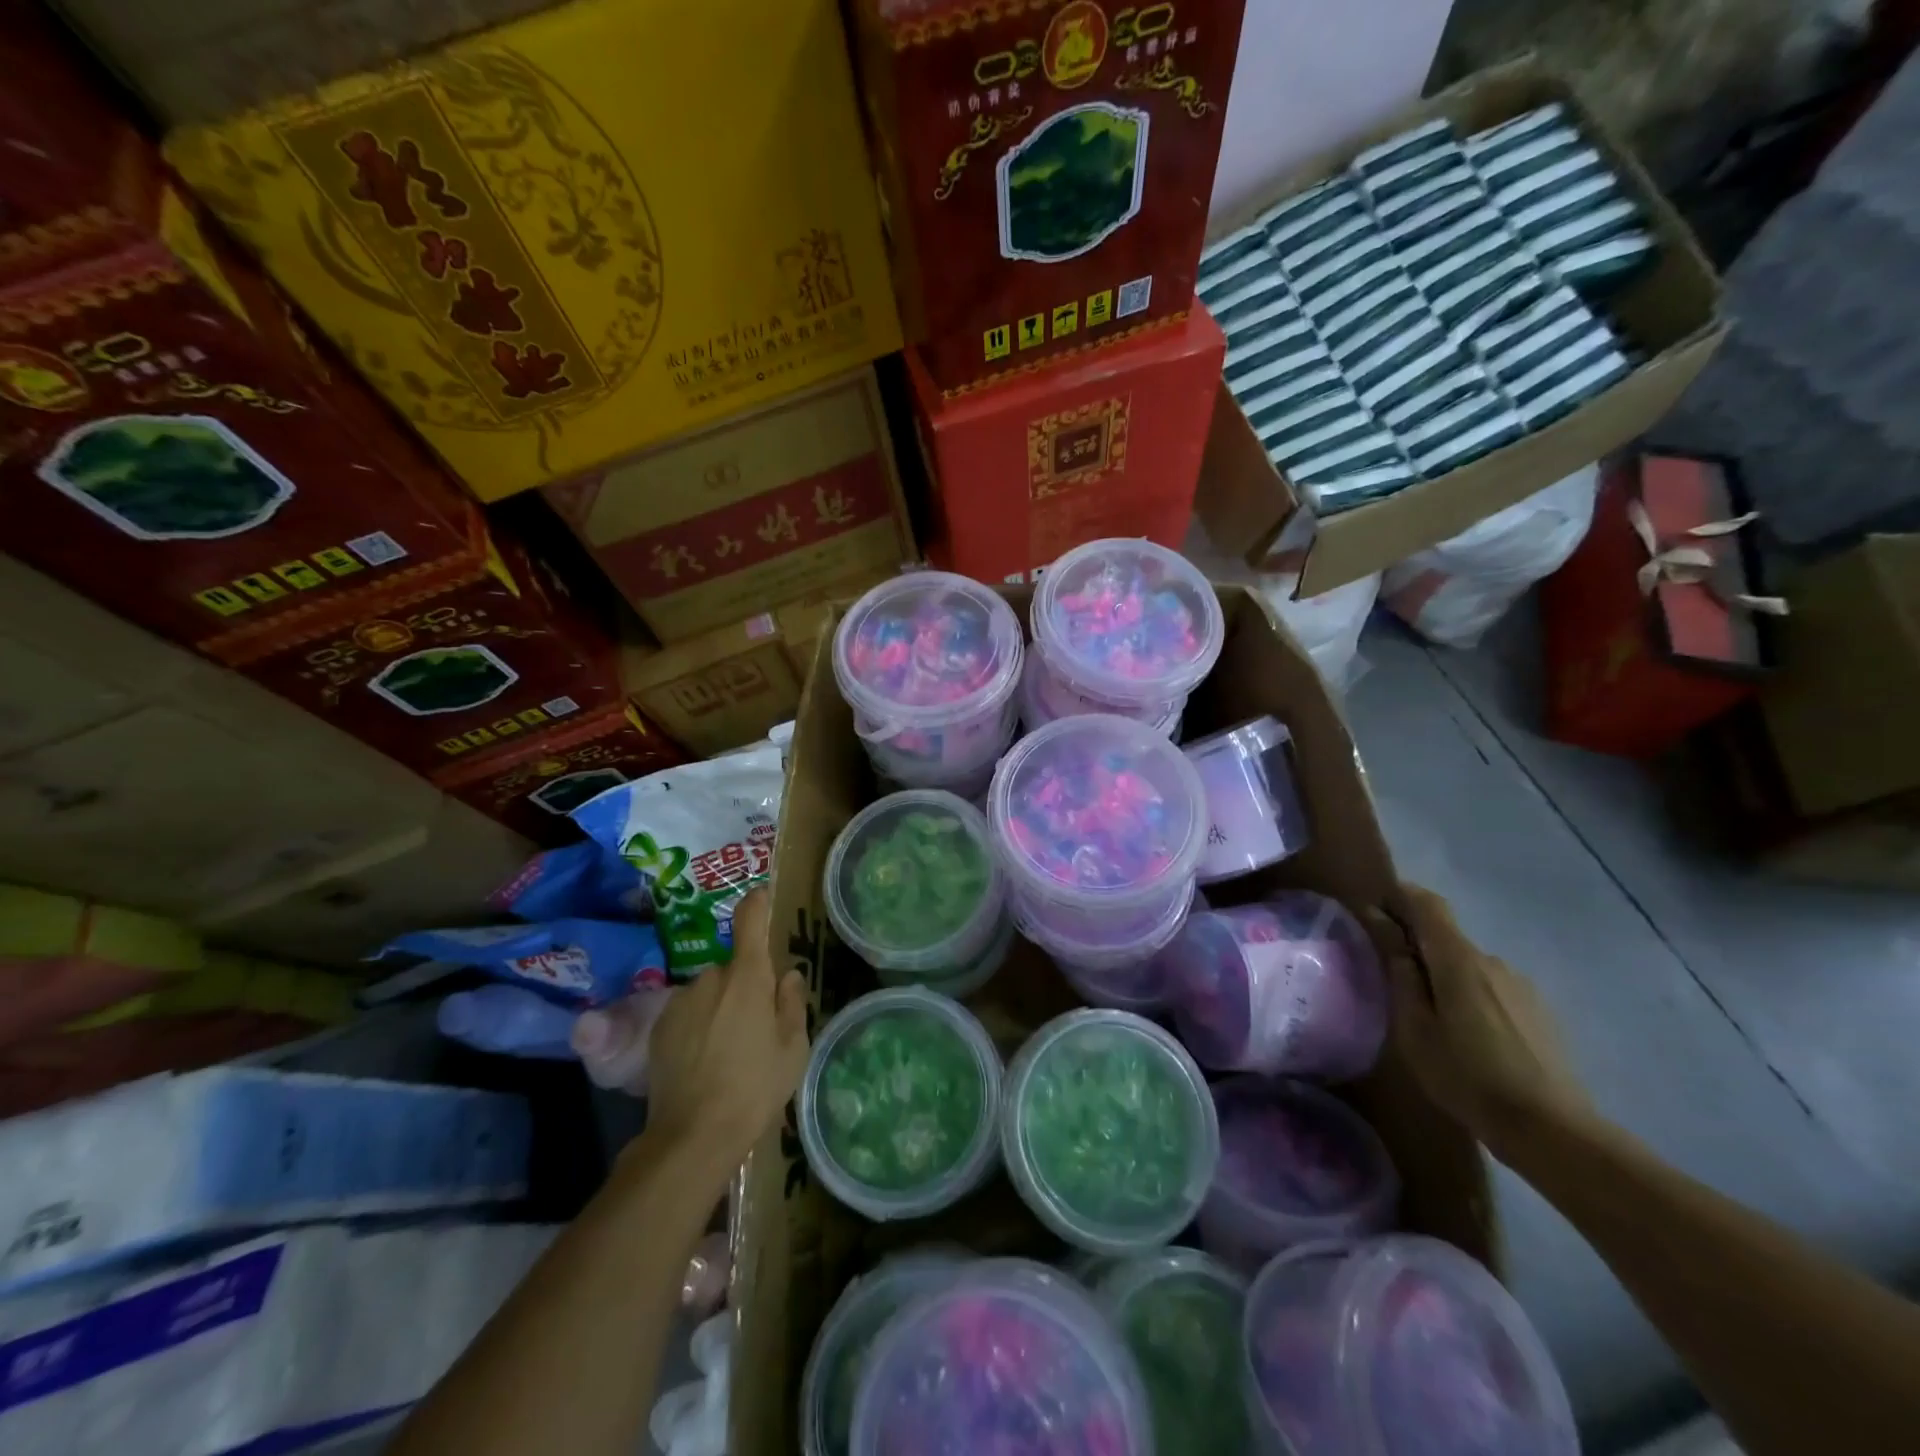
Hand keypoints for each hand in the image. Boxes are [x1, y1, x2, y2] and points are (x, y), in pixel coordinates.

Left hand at [639, 888, 809, 1161]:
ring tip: (727, 1051)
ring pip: (708, 992)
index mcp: (747, 978)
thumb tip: (787, 975)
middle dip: (744, 986)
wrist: (692, 1136)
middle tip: (756, 1025)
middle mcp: (710, 978)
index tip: (763, 896)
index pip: (751, 920)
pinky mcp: (658, 1028)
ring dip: (719, 1007)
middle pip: (733, 968)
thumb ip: (791, 1003)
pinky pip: (687, 1012)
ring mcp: (679, 1002)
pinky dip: (697, 1025)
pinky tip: (703, 1061)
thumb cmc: (755, 1088)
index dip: (758, 903)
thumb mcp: (792, 1048)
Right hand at [1369, 884, 1593, 1151]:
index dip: (1400, 895)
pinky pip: (1492, 989)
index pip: (1428, 904)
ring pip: (1470, 966)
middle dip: (1417, 945)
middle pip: (1447, 937)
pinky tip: (1469, 1037)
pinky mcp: (1539, 1011)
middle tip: (1392, 976)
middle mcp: (1493, 961)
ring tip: (1431, 1017)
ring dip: (1445, 976)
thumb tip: (1386, 929)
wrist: (1553, 1130)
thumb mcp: (1415, 1028)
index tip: (1376, 906)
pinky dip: (1470, 996)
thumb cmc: (1467, 1076)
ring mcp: (1521, 986)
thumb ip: (1400, 974)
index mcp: (1459, 960)